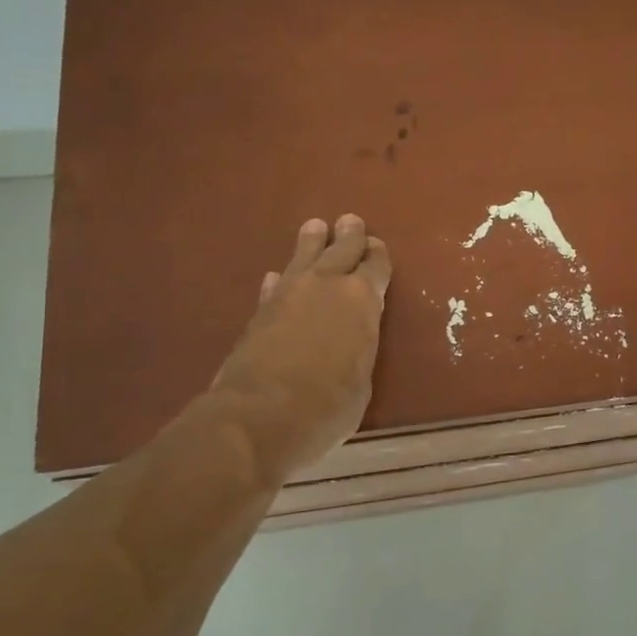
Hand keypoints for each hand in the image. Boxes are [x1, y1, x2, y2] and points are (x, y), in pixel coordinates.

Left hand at [208, 215, 391, 481]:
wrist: (260, 415)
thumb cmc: (328, 405)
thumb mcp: (362, 381)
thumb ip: (358, 348)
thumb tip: (350, 340)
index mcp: (362, 300)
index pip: (375, 267)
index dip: (378, 256)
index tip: (377, 245)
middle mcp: (326, 286)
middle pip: (341, 251)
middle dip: (348, 236)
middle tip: (350, 221)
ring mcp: (288, 295)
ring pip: (303, 258)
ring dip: (311, 243)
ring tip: (315, 226)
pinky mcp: (259, 312)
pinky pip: (274, 286)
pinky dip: (280, 280)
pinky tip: (276, 276)